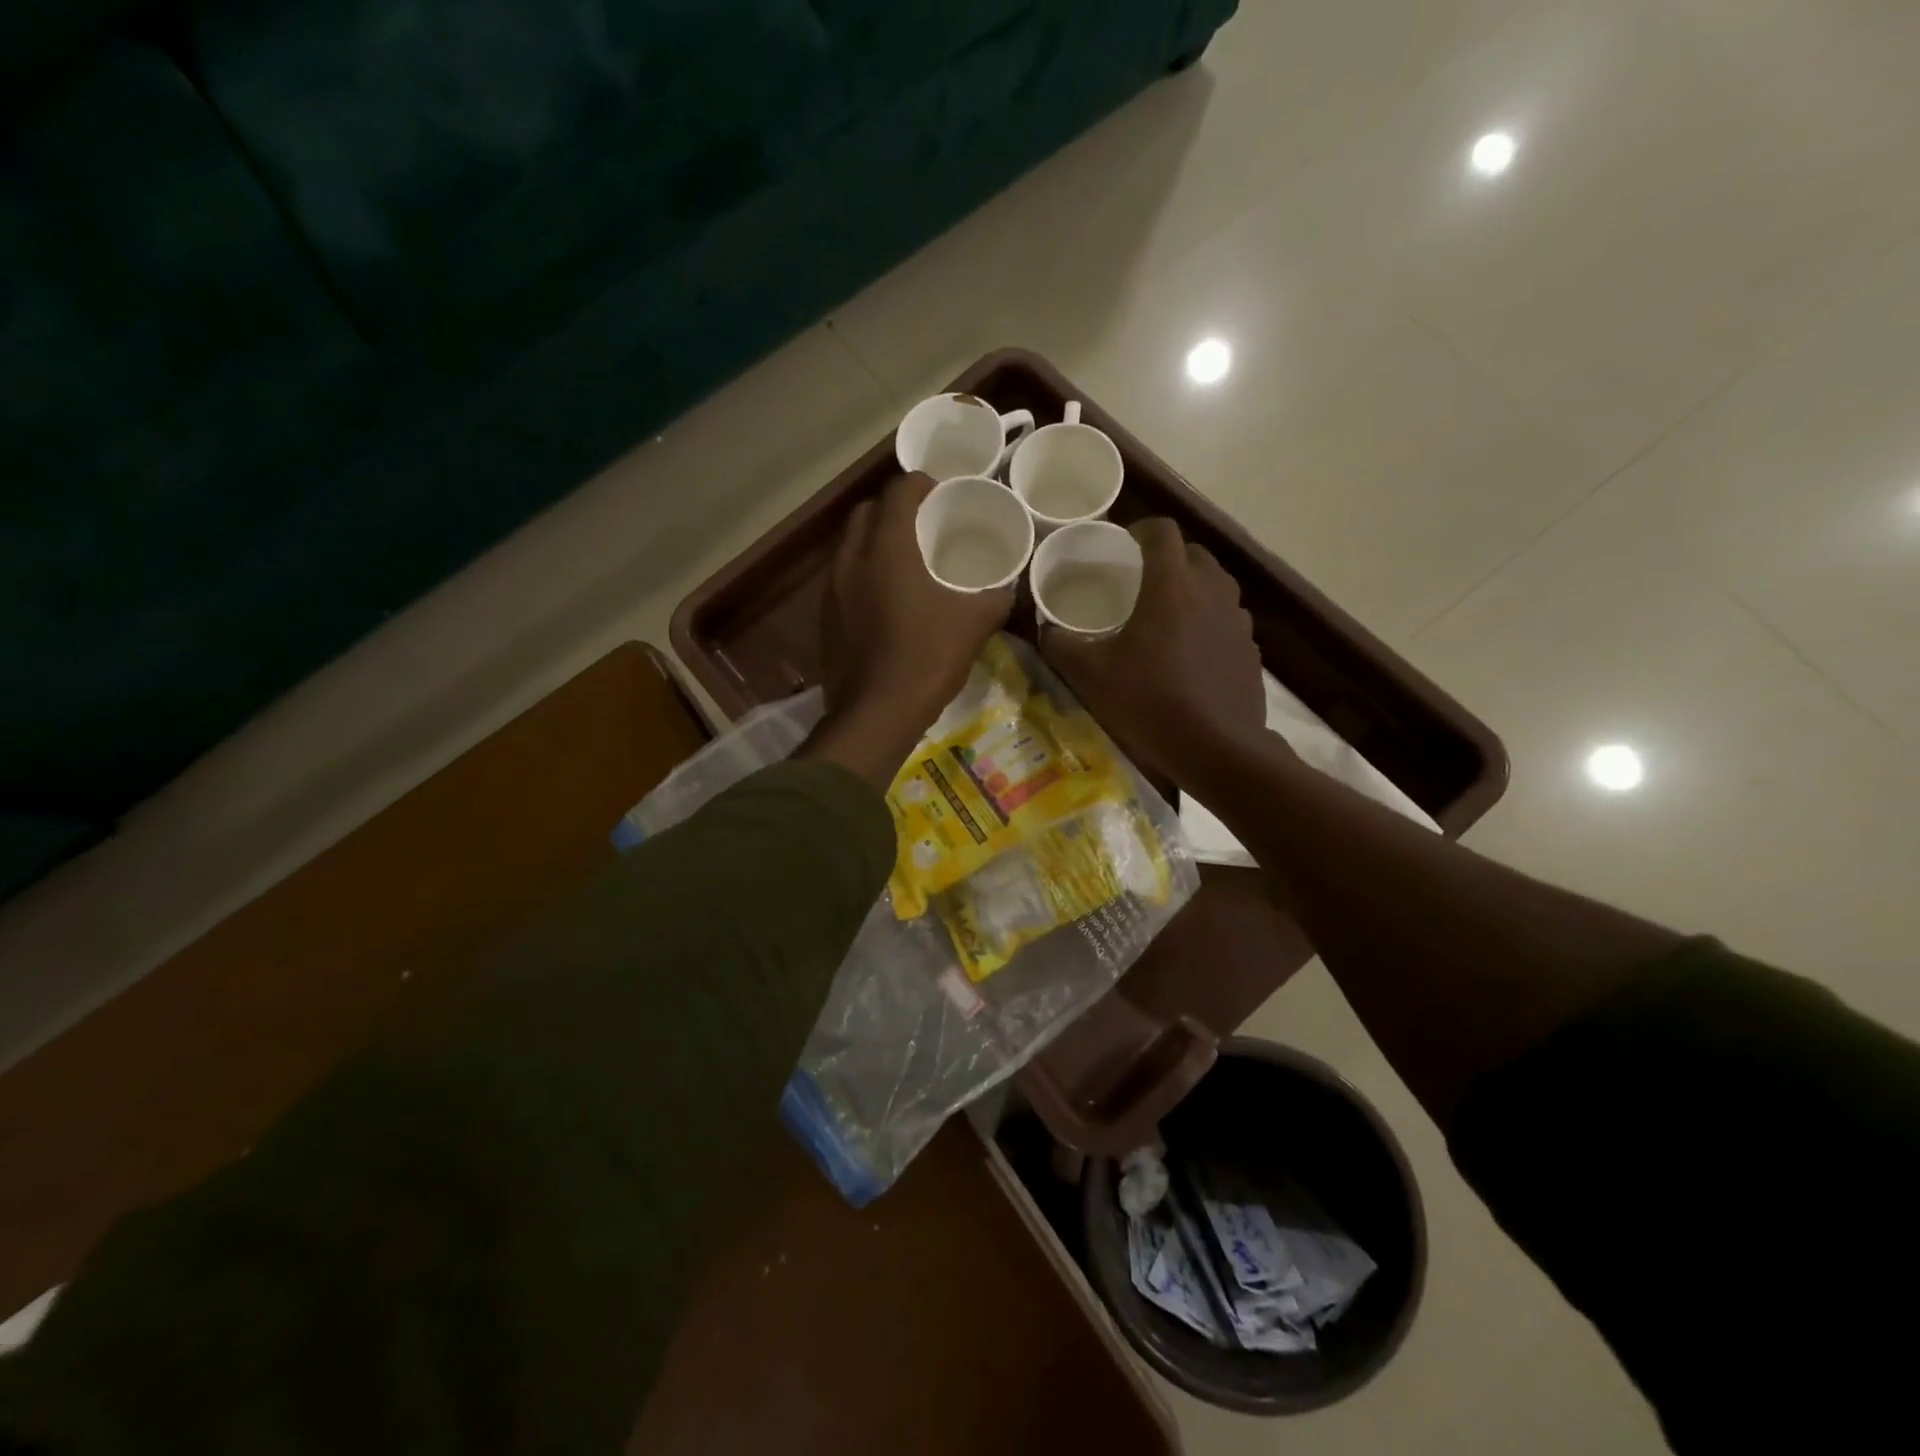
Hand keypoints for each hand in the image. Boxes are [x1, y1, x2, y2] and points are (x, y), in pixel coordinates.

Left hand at [809, 473, 1012, 787]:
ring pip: (851, 545)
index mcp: (888, 547)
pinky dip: (863, 573)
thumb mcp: (974, 624)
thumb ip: (997, 597)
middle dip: (893, 508)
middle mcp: (853, 558)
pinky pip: (843, 577)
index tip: (941, 493)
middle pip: (867, 512)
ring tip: (905, 558)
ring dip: (874, 541)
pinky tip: (886, 597)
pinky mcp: (826, 616)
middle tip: (922, 524)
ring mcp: (833, 588)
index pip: (899, 491)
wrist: (876, 713)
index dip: (921, 484)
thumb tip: (1011, 588)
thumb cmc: (927, 658)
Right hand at [1041, 518, 1266, 784]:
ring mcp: (1237, 619)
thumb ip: (1062, 645)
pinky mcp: (1250, 647)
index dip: (1141, 529)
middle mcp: (1210, 590)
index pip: (1162, 531)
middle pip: (1193, 553)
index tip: (1123, 545)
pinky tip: (1191, 651)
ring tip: (1166, 613)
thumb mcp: (1092, 676)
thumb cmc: (1150, 702)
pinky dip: (1209, 620)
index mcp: (1171, 585)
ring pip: (1215, 584)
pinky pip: (1227, 618)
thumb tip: (1044, 628)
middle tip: (1141, 580)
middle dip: (1167, 557)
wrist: (1217, 748)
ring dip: (1192, 587)